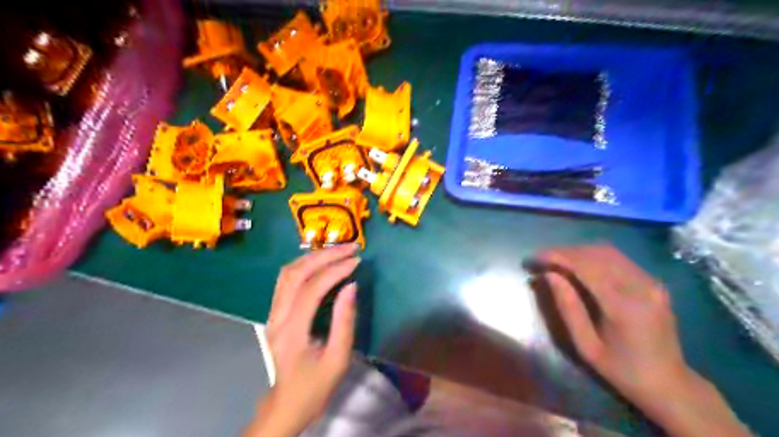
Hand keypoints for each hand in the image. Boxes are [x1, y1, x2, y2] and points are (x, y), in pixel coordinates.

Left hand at [244, 245, 360, 436]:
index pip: (312, 289)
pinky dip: (304, 265)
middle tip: (350, 247)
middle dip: (325, 256)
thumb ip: (344, 321)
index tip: (357, 261)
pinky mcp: (274, 312)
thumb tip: (352, 286)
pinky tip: (320, 262)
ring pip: (287, 273)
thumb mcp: (338, 359)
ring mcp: (272, 313)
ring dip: (313, 256)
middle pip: (296, 274)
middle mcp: (276, 317)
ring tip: (337, 250)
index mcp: (291, 332)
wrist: (287, 404)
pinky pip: (286, 279)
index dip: (335, 271)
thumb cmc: (315, 386)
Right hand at [536, 246, 747, 435]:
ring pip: (607, 251)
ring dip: (578, 252)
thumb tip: (548, 275)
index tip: (535, 258)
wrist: (669, 383)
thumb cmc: (621, 370)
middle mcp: (641, 286)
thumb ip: (567, 308)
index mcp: (624, 306)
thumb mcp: (586, 346)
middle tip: (542, 260)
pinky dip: (593, 256)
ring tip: (557, 261)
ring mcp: (651, 282)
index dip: (557, 257)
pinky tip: (579, 265)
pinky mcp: (653, 282)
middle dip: (564, 252)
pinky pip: (618, 259)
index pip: (585, 266)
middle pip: (596, 253)